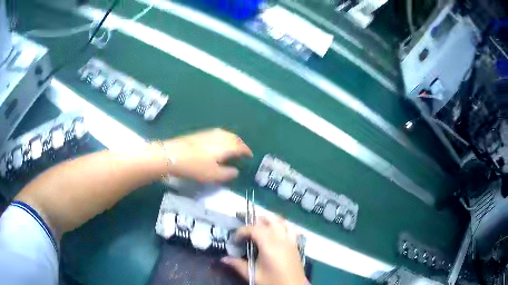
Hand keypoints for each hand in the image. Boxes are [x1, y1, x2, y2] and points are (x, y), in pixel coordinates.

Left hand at [163, 129, 251, 182]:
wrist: (173, 154)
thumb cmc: (195, 166)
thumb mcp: (213, 175)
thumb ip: (227, 174)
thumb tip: (236, 171)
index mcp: (226, 146)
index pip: (241, 147)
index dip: (246, 151)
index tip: (250, 156)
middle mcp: (220, 136)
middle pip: (234, 138)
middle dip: (240, 144)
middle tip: (243, 150)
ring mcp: (209, 133)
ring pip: (226, 134)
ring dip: (232, 139)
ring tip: (232, 147)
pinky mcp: (200, 133)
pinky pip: (217, 134)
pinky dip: (223, 138)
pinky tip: (218, 143)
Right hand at [221, 216, 306, 284]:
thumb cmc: (273, 281)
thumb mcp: (253, 275)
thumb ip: (238, 265)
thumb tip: (224, 259)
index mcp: (269, 245)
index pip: (254, 229)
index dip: (242, 231)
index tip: (235, 240)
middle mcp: (281, 238)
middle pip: (269, 220)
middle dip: (256, 221)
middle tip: (246, 231)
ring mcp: (291, 240)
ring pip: (281, 221)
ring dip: (270, 221)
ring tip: (260, 227)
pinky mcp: (296, 245)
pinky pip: (291, 228)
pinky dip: (283, 225)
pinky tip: (277, 232)